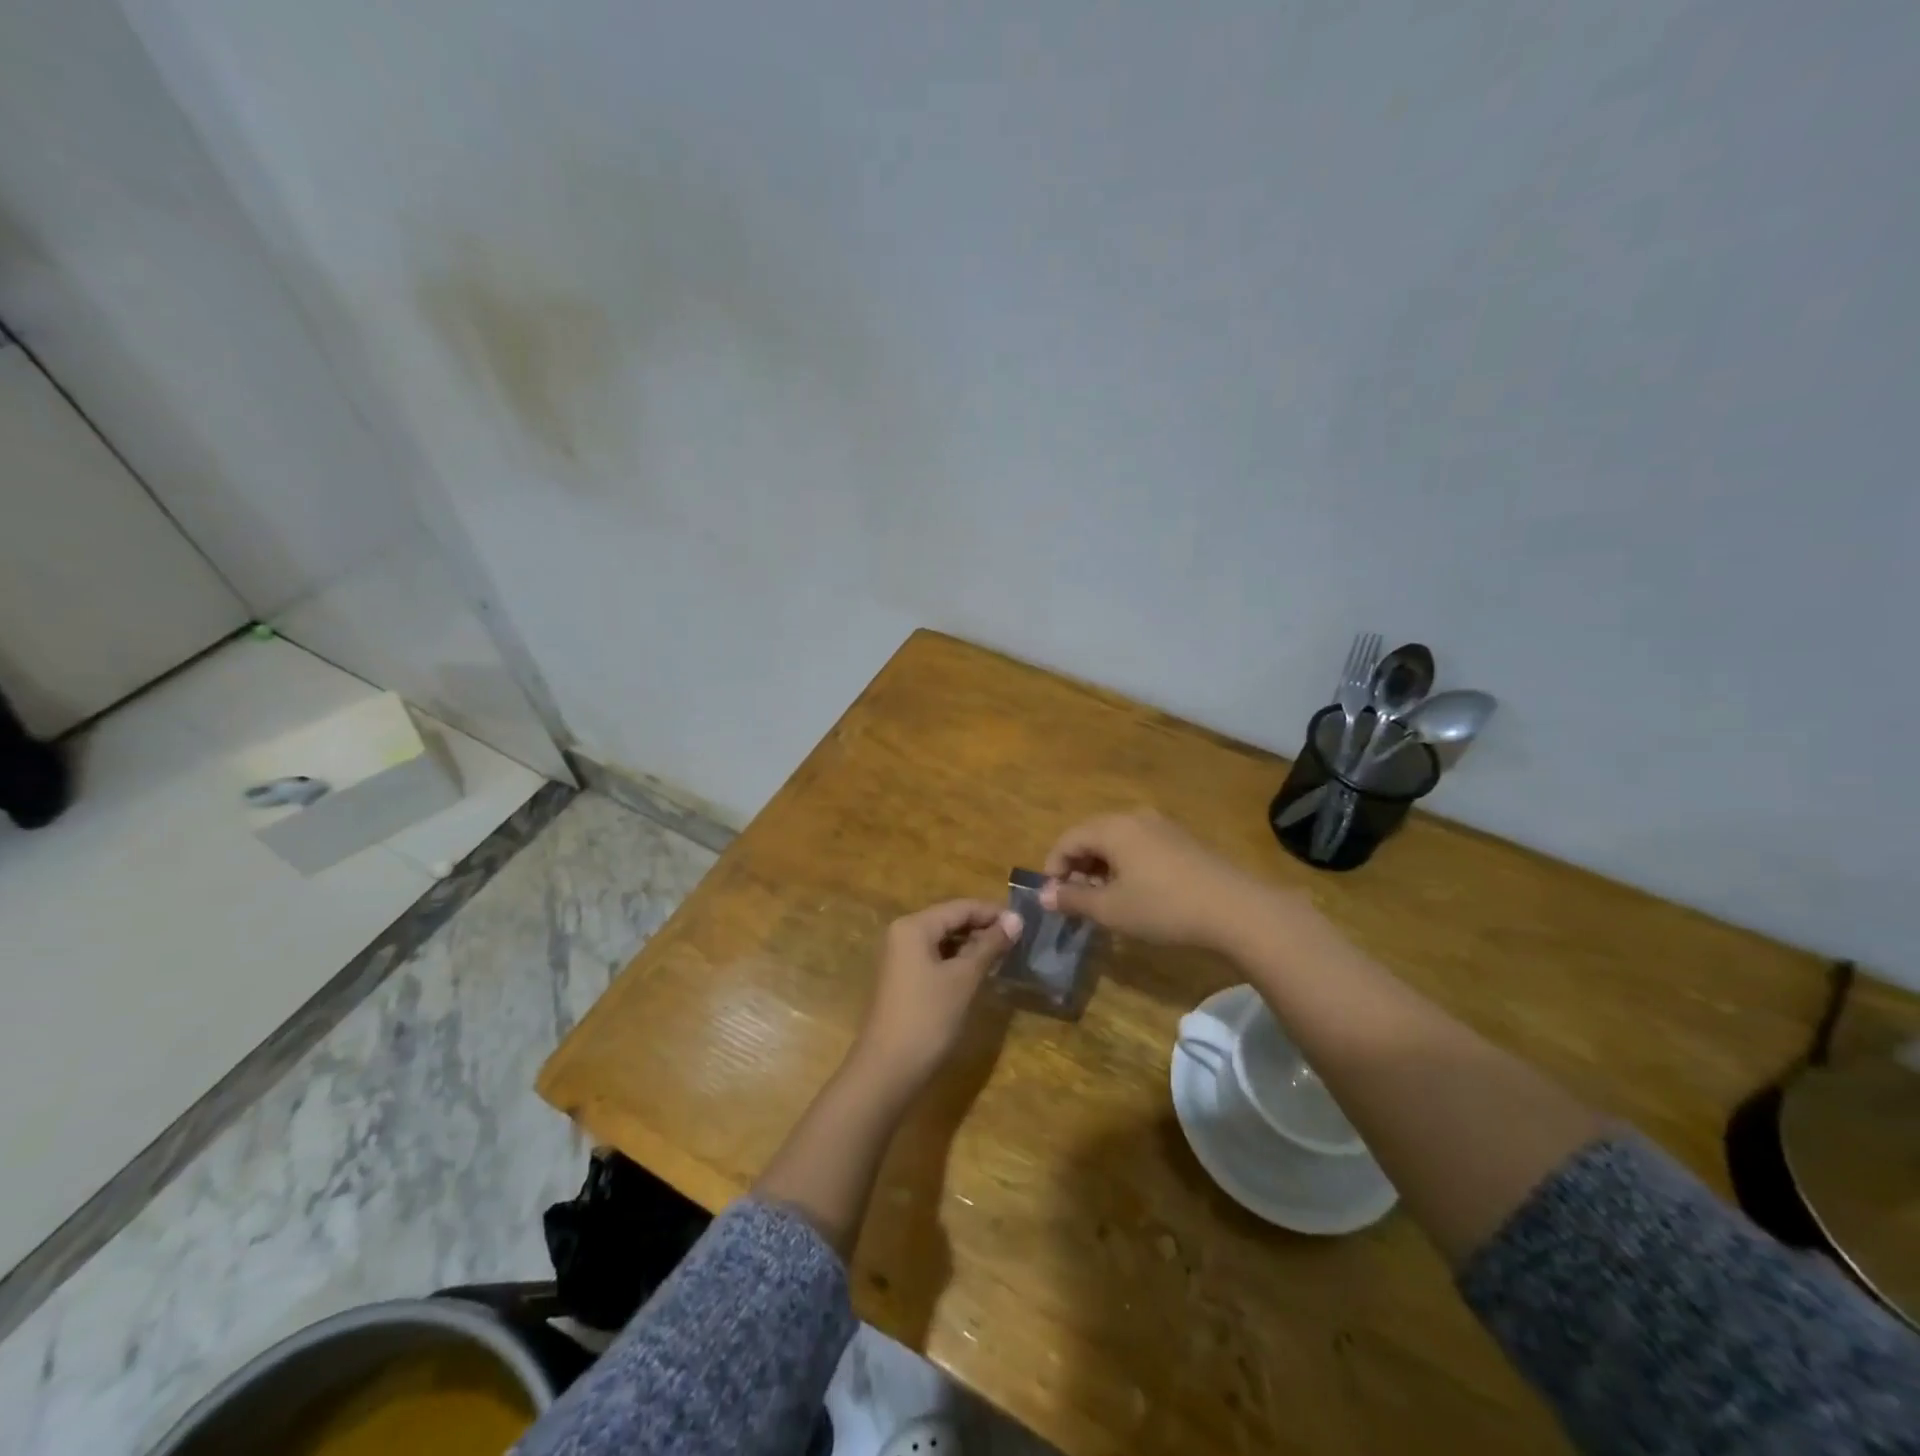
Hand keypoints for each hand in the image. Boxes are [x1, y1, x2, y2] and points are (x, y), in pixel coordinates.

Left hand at [850, 899, 1021, 1091]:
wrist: (888, 1070)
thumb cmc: (928, 1018)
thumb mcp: (964, 979)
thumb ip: (990, 946)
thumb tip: (1017, 919)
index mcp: (914, 926)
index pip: (960, 907)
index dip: (993, 913)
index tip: (1025, 923)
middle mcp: (903, 933)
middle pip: (950, 920)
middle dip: (983, 928)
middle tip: (1018, 941)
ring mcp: (901, 957)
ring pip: (944, 940)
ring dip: (973, 945)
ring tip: (1005, 955)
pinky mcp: (904, 978)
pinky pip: (935, 957)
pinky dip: (958, 960)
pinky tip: (980, 971)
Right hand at [1041, 810, 1296, 951]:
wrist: (1236, 910)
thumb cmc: (1163, 907)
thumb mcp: (1111, 909)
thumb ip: (1074, 899)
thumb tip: (1045, 895)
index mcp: (1113, 827)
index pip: (1068, 839)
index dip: (1053, 868)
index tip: (1053, 898)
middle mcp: (1135, 818)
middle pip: (1092, 836)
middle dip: (1078, 868)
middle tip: (1076, 901)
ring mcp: (1163, 827)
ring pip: (1117, 842)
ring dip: (1102, 868)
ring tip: (1104, 901)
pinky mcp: (1183, 842)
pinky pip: (1140, 847)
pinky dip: (1126, 867)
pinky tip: (1135, 894)